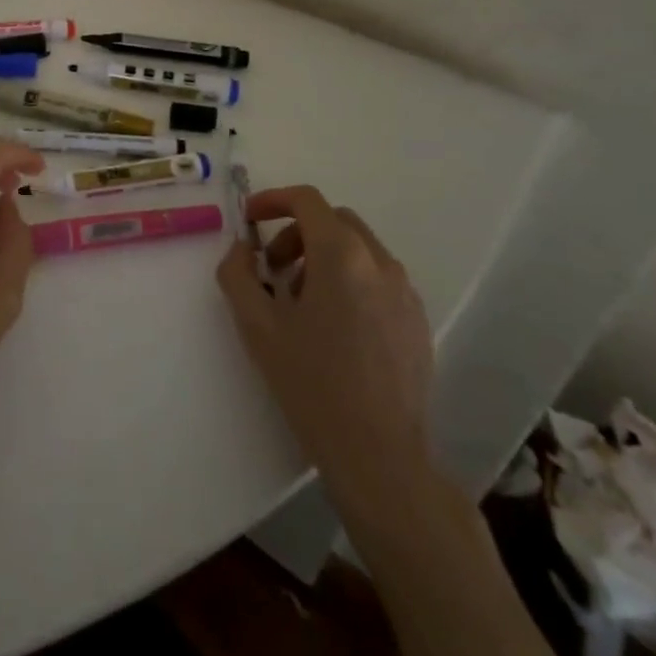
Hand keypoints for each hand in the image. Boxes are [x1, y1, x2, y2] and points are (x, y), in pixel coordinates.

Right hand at [216, 187, 435, 519]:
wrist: (379, 455)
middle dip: (297, 232)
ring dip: (323, 256)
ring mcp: (405, 292)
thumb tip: (244, 247)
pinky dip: (349, 280)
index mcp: (341, 255)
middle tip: (274, 267)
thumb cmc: (311, 383)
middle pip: (334, 221)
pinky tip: (334, 326)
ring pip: (358, 249)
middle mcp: (380, 262)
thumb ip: (238, 272)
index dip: (272, 200)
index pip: (307, 200)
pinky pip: (378, 279)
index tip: (249, 220)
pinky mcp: (417, 320)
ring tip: (301, 302)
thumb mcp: (256, 324)